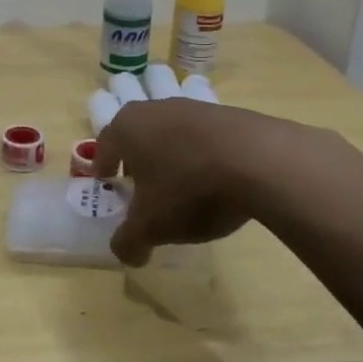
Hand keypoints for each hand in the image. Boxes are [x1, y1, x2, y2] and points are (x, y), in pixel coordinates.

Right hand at [95, 98, 267, 266]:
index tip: (106, 181)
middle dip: (136, 159)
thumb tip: (126, 253)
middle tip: (139, 185)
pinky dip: (201, 155)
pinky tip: (214, 180)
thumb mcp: (151, 226)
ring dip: (170, 156)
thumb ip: (129, 242)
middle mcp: (156, 108)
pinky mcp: (228, 114)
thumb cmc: (188, 188)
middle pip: (138, 134)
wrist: (259, 160)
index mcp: (127, 127)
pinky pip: (204, 137)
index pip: (105, 144)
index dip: (103, 165)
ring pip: (171, 133)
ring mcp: (194, 108)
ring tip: (180, 186)